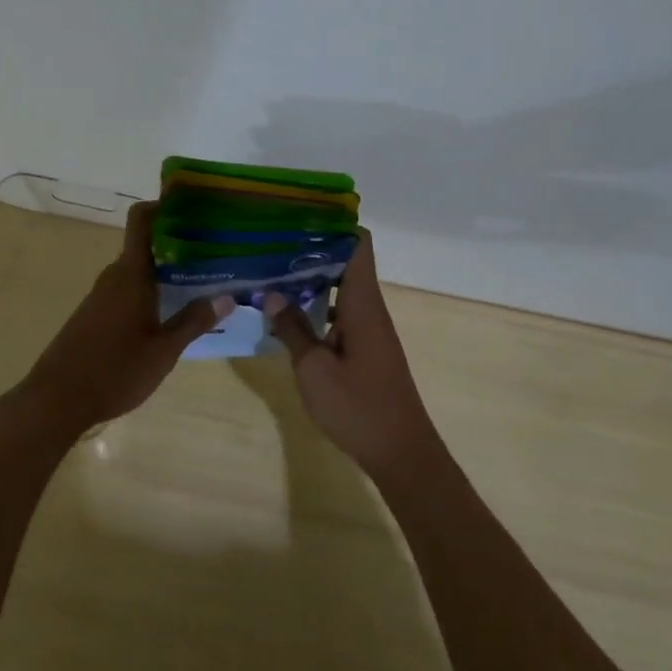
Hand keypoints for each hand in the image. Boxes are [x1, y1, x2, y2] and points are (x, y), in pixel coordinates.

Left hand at [9, 201, 233, 439]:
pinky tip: (170, 311)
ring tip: (202, 280)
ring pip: (137, 271)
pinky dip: (150, 290)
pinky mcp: (94, 315)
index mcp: (130, 274)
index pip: (142, 220)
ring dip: (165, 271)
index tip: (193, 206)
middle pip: (145, 245)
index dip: (163, 205)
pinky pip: (127, 290)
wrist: (56, 399)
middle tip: (214, 251)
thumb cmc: (114, 371)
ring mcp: (100, 296)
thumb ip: (194, 322)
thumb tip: (226, 296)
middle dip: (178, 244)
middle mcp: (114, 277)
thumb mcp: (163, 351)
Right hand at [263, 232, 441, 476]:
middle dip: (310, 250)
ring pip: (340, 288)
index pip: (357, 245)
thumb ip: (292, 328)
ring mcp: (369, 329)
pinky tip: (287, 314)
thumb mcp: (313, 369)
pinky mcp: (365, 348)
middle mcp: (369, 309)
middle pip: (345, 262)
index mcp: (362, 304)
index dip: (331, 225)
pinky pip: (339, 312)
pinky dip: (316, 306)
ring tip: (271, 272)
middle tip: (270, 244)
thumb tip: (272, 293)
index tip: (297, 217)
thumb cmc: (358, 407)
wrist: (401, 453)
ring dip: (310, 279)